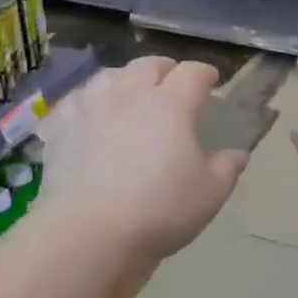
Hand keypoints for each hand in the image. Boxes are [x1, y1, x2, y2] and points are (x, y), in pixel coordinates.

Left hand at [35, 56, 247, 276]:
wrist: (88, 232)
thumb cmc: (158, 211)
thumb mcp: (208, 195)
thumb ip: (226, 169)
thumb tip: (238, 155)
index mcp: (170, 104)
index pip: (192, 73)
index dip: (205, 74)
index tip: (211, 81)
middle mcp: (129, 95)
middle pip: (148, 65)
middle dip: (165, 69)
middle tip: (171, 82)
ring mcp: (90, 108)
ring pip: (109, 76)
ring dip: (124, 79)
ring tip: (129, 92)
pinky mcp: (59, 128)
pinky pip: (73, 101)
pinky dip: (85, 101)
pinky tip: (87, 112)